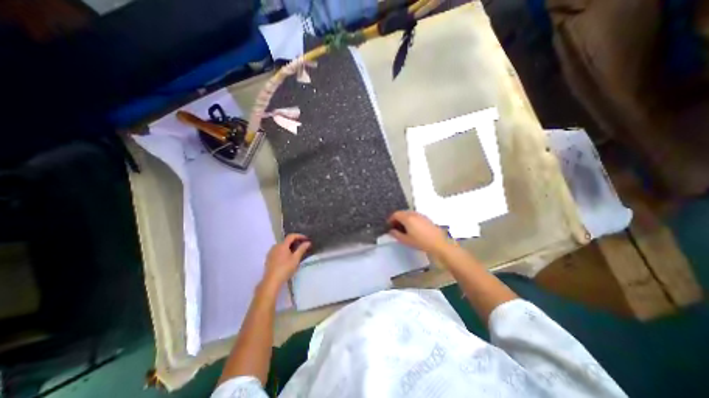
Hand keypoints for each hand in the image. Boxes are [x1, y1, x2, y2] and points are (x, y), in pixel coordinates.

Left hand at [260, 233, 310, 291]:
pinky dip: (284, 251)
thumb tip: (308, 242)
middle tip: (302, 246)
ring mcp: (271, 252)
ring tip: (295, 253)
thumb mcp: (296, 259)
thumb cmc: (285, 269)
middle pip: (286, 241)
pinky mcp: (268, 258)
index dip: (299, 236)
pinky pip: (278, 251)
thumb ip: (302, 249)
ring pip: (282, 246)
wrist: (271, 281)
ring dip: (289, 247)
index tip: (306, 239)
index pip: (291, 236)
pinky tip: (287, 258)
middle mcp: (275, 246)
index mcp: (282, 245)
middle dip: (295, 242)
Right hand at [387, 211, 447, 253]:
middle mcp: (413, 214)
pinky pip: (415, 215)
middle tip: (395, 226)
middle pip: (402, 212)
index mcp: (407, 218)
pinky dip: (410, 219)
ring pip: (409, 213)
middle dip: (397, 218)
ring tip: (403, 227)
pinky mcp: (426, 218)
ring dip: (404, 218)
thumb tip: (391, 231)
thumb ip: (396, 234)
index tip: (389, 225)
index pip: (396, 214)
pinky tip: (412, 227)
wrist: (438, 243)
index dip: (391, 219)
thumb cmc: (420, 242)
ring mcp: (421, 215)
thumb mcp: (406, 240)